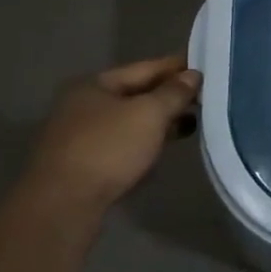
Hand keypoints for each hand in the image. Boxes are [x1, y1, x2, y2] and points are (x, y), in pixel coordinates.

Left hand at [23, 55, 200, 207]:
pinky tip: (164, 149)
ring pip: (131, 121)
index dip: (177, 66)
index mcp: (95, 85)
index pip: (146, 68)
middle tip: (206, 97)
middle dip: (170, 96)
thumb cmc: (108, 149)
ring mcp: (81, 136)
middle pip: (137, 94)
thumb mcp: (149, 114)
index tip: (207, 66)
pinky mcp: (84, 164)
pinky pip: (124, 144)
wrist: (63, 205)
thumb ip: (174, 92)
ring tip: (193, 123)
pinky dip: (146, 142)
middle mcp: (84, 105)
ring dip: (160, 121)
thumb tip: (193, 75)